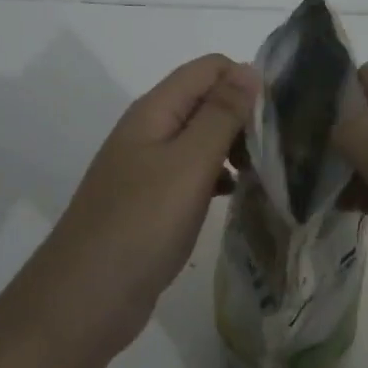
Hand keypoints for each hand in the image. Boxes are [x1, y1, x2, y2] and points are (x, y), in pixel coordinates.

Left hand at [36, 54, 260, 350]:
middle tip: (281, 148)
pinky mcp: (154, 201)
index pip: (210, 68)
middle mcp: (151, 130)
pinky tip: (241, 196)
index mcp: (155, 111)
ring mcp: (150, 167)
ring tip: (270, 172)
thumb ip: (221, 115)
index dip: (247, 81)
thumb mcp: (188, 164)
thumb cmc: (140, 224)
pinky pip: (195, 173)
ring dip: (236, 147)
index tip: (283, 114)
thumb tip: (250, 69)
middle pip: (206, 100)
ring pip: (203, 138)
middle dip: (246, 115)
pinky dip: (220, 177)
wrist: (85, 299)